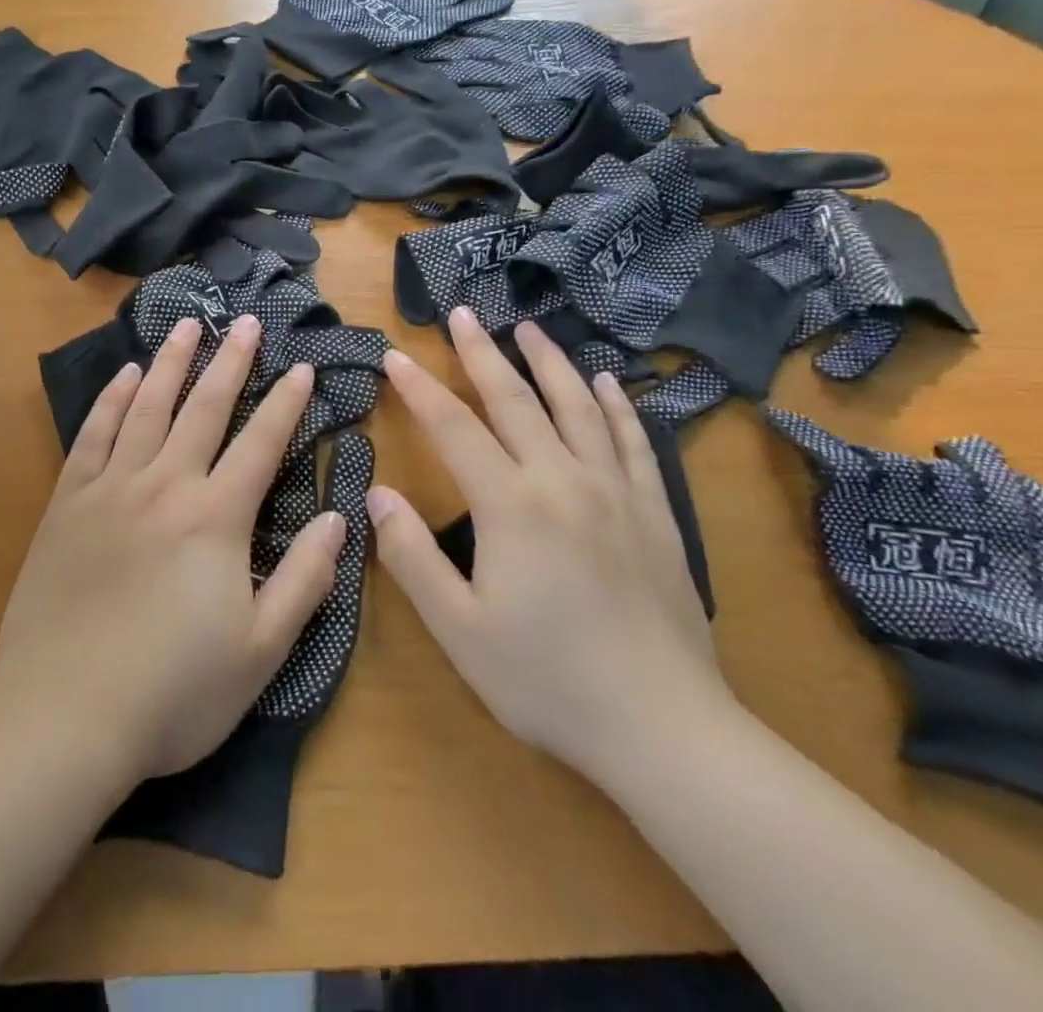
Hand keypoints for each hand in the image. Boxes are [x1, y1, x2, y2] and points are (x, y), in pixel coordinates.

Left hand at [0, 315, 345, 785]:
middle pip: (204, 409)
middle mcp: (165, 486)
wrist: (64, 716)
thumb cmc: (173, 691)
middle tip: (244, 320)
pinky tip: (123, 376)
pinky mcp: (67, 504)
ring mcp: (111, 489)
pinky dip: (110, 401)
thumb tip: (338, 517)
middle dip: (230, 361)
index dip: (286, 404)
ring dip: (171, 363)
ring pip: (146, 407)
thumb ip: (305, 580)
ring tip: (187, 325)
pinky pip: (93, 437)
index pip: (261, 444)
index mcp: (216, 518)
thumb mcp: (261, 651)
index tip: (302, 367)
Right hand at [369, 308, 734, 785]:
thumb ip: (412, 557)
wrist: (664, 728)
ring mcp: (615, 492)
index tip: (394, 355)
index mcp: (510, 505)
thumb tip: (378, 494)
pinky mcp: (654, 513)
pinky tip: (606, 383)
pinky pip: (632, 442)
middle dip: (482, 354)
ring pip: (576, 407)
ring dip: (548, 362)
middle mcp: (562, 480)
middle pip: (515, 400)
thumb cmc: (547, 680)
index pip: (453, 428)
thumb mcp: (459, 629)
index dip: (419, 389)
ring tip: (528, 328)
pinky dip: (615, 406)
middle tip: (462, 315)